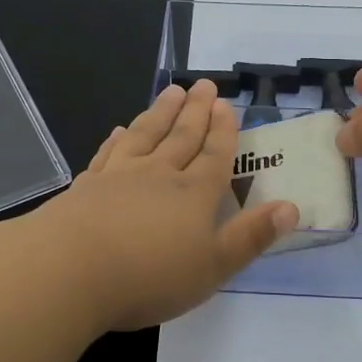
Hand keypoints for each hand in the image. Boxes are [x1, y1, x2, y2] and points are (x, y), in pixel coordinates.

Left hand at [33, 79, 298, 330]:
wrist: (70, 269)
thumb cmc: (150, 275)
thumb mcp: (213, 266)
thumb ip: (251, 237)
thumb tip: (291, 207)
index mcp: (193, 194)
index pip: (214, 155)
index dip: (223, 131)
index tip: (226, 105)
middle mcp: (159, 175)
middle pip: (182, 136)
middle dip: (196, 111)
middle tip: (204, 85)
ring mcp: (119, 176)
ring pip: (146, 135)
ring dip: (161, 112)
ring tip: (171, 91)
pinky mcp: (87, 186)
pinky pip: (109, 153)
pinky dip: (118, 139)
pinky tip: (120, 129)